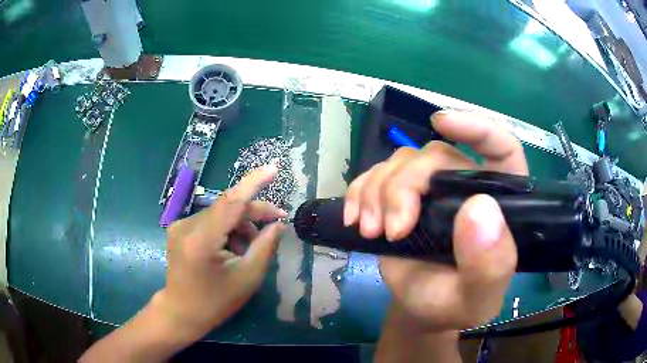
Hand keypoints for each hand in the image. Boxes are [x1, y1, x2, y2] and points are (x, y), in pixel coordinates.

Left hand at [154, 165, 286, 340]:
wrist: (182, 312)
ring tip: (251, 246)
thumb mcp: (247, 278)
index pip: (231, 202)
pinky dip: (226, 229)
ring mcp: (179, 226)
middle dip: (254, 211)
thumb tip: (279, 224)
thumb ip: (265, 247)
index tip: (274, 168)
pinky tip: (232, 246)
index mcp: (202, 240)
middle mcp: (186, 226)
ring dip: (240, 224)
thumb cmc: (216, 302)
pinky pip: (210, 220)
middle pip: (227, 207)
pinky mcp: (179, 229)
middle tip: (277, 220)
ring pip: (220, 213)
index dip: (254, 183)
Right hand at [344, 111, 527, 331]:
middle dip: (405, 186)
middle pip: (435, 156)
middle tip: (391, 231)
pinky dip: (360, 191)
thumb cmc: (455, 304)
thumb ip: (489, 264)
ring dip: (378, 193)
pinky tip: (356, 218)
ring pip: (401, 162)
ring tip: (371, 232)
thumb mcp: (477, 298)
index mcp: (500, 202)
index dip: (477, 128)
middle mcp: (467, 185)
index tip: (442, 123)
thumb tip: (479, 210)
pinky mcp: (400, 194)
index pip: (500, 148)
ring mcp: (432, 187)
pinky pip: (375, 174)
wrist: (421, 309)